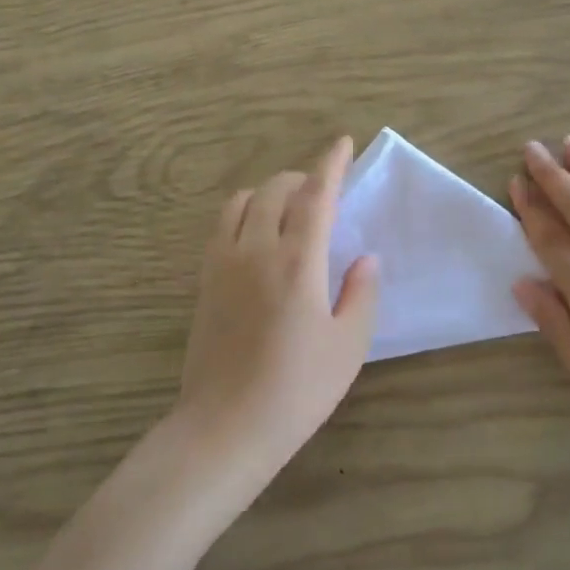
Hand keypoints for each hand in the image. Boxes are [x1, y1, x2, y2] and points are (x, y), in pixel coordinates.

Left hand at [175, 137, 379, 478]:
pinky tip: (256, 236)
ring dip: (269, 193)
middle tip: (322, 194)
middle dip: (302, 179)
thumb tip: (365, 258)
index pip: (316, 196)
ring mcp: (223, 262)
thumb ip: (360, 294)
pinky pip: (222, 225)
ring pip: (243, 201)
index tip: (343, 143)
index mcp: (298, 262)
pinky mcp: (204, 279)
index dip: (331, 165)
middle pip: (276, 190)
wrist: (225, 427)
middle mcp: (256, 249)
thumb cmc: (296, 390)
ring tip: (288, 211)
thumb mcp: (347, 347)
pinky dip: (243, 212)